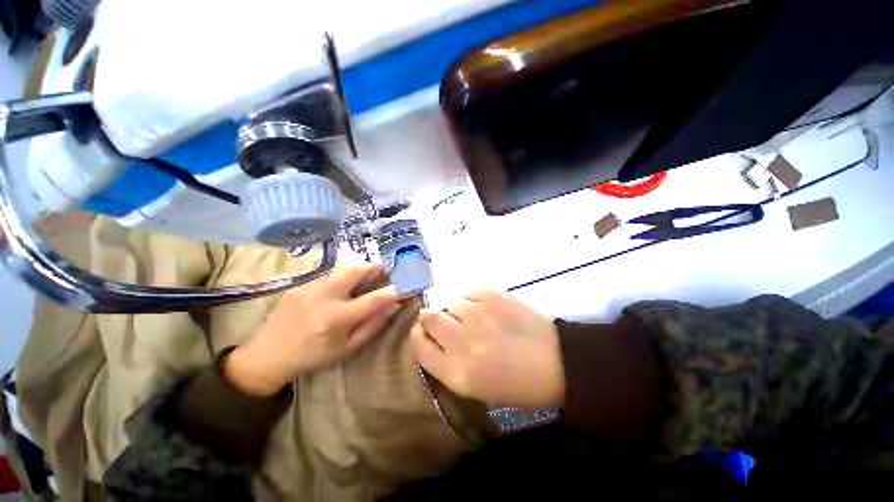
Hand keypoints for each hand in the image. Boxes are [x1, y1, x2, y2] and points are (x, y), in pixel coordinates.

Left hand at [225, 266, 400, 395]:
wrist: (267, 356)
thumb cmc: (312, 356)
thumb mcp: (346, 348)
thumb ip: (372, 325)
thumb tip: (393, 306)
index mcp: (337, 318)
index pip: (375, 298)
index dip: (396, 289)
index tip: (408, 285)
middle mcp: (324, 297)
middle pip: (355, 271)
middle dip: (375, 267)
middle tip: (386, 270)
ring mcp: (309, 287)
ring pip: (342, 268)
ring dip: (359, 269)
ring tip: (368, 275)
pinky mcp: (300, 284)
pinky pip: (329, 273)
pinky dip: (343, 275)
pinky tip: (344, 284)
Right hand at [411, 291, 564, 407]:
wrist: (555, 362)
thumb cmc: (515, 382)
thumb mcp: (474, 387)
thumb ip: (446, 362)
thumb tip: (431, 334)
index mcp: (456, 373)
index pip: (419, 345)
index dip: (419, 335)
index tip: (425, 331)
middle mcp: (462, 342)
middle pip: (429, 317)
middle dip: (434, 318)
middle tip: (451, 323)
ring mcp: (478, 315)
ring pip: (452, 303)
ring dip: (459, 311)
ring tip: (479, 320)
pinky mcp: (493, 296)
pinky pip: (469, 294)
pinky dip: (475, 301)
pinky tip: (490, 311)